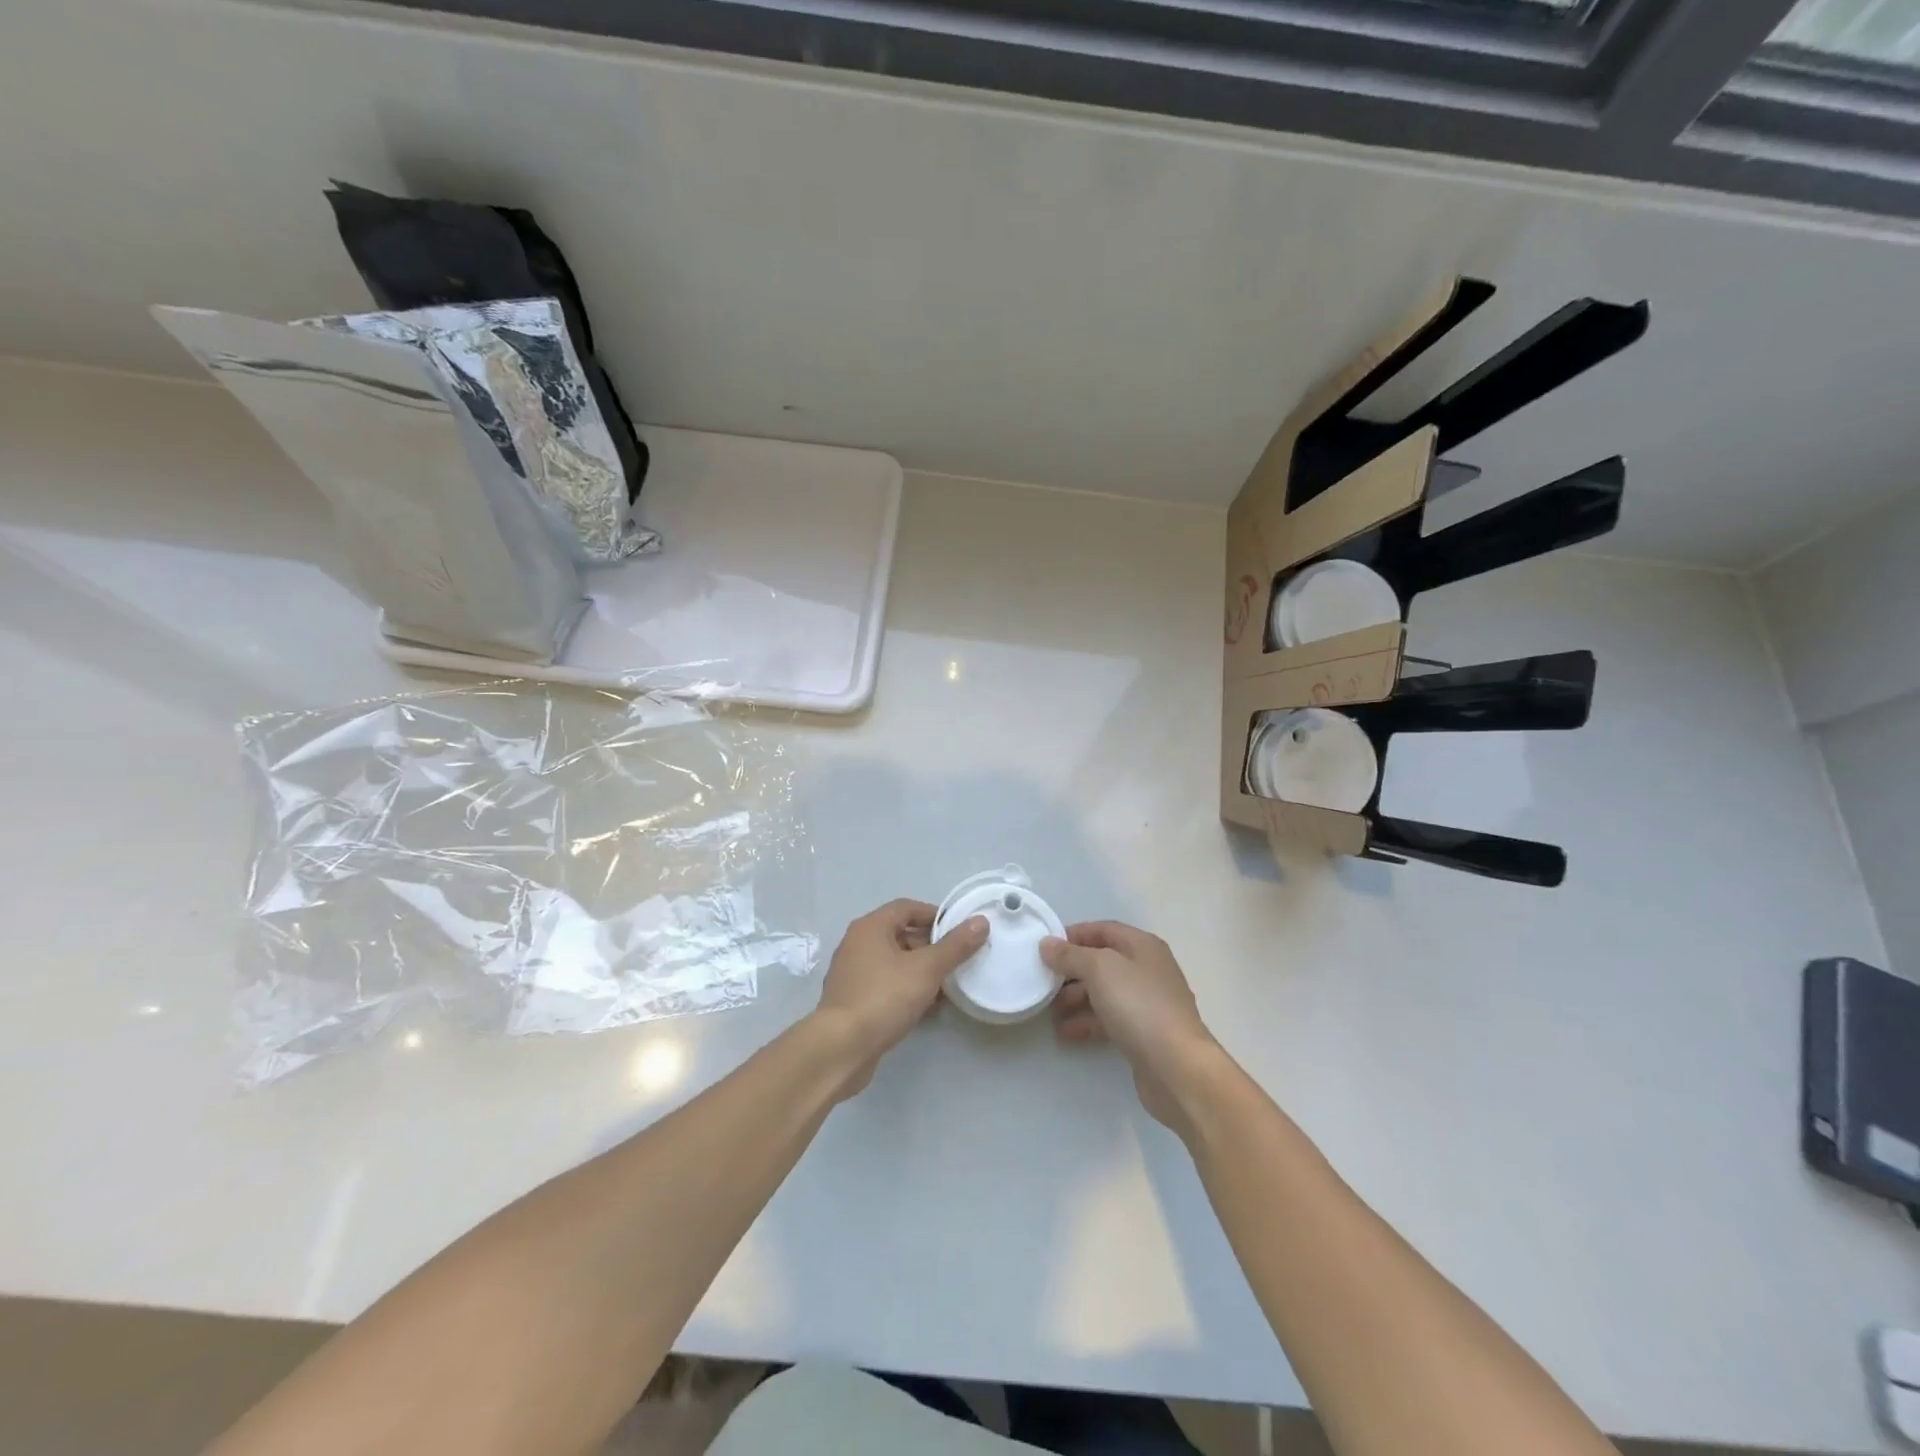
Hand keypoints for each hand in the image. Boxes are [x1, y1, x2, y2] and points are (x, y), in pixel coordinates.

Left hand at [812, 899, 988, 1097]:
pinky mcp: (853, 1001)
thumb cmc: (884, 997)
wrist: (841, 1048)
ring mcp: (853, 974)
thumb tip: (981, 922)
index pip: (907, 908)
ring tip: (948, 989)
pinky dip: (907, 991)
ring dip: (921, 973)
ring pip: (895, 964)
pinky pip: (886, 986)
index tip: (960, 931)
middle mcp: (857, 944)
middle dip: (931, 948)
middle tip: (958, 962)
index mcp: (871, 927)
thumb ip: (955, 946)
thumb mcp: (927, 969)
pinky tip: (928, 1009)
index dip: (935, 915)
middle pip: (901, 935)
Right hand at [1041, 921, 1222, 1133]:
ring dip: (1075, 1000)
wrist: (1177, 1067)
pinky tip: (1066, 1034)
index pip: (1102, 930)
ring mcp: (1148, 1003)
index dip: (1073, 935)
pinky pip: (1109, 1020)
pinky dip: (1087, 1023)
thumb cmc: (1139, 1005)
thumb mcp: (1100, 969)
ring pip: (1104, 993)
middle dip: (1071, 972)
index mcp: (1142, 946)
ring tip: (1050, 1013)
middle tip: (1044, 984)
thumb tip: (1047, 944)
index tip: (1045, 949)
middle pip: (1101, 962)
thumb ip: (1071, 955)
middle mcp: (1147, 969)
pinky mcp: (1144, 1033)